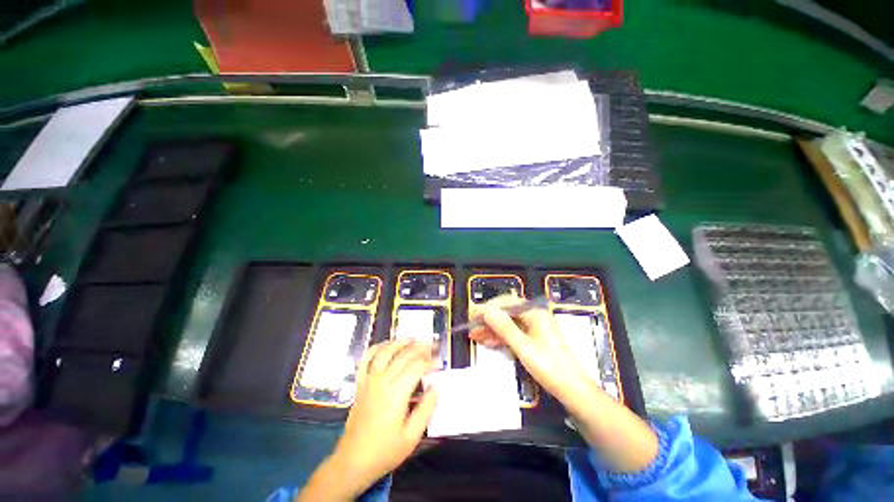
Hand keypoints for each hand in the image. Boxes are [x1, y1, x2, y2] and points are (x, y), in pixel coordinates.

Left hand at [299, 340, 438, 500]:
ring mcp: (369, 381)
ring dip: (400, 342)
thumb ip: (426, 409)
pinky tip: (386, 345)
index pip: (417, 368)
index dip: (430, 362)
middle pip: (404, 356)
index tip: (440, 362)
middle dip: (420, 348)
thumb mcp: (411, 437)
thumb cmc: (384, 452)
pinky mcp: (360, 384)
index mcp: (396, 394)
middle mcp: (382, 381)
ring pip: (385, 352)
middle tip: (432, 345)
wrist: (352, 462)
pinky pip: (366, 359)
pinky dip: (376, 348)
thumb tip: (436, 388)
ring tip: (413, 338)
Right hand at [469, 293, 592, 410]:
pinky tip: (488, 342)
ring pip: (508, 324)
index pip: (506, 302)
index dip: (488, 307)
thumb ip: (504, 327)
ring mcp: (534, 328)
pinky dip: (500, 337)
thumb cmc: (549, 367)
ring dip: (491, 329)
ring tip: (475, 335)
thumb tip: (486, 310)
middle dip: (488, 319)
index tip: (473, 314)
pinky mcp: (533, 339)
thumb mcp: (523, 347)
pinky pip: (513, 333)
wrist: (572, 390)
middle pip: (506, 312)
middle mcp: (534, 316)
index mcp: (534, 313)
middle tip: (471, 326)